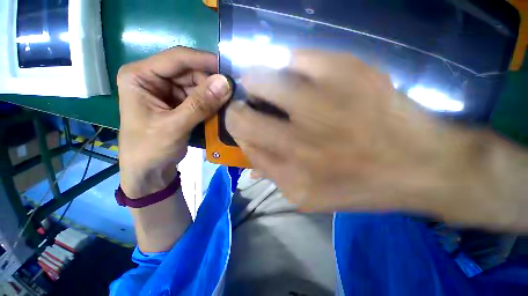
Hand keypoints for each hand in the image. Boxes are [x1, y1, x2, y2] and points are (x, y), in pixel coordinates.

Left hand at [118, 47, 231, 197]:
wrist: (149, 171)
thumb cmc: (150, 149)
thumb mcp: (175, 126)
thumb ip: (200, 104)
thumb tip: (226, 83)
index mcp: (140, 76)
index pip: (177, 58)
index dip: (204, 61)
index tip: (228, 68)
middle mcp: (153, 78)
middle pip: (189, 71)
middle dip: (211, 82)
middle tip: (232, 91)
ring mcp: (166, 91)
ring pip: (197, 84)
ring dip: (213, 93)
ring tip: (229, 101)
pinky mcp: (178, 103)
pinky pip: (199, 97)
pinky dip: (211, 102)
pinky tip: (221, 108)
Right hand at [226, 50, 470, 214]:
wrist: (422, 166)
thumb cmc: (361, 186)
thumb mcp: (308, 197)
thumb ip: (273, 174)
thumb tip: (249, 151)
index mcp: (291, 172)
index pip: (243, 142)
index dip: (237, 131)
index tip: (243, 124)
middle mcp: (299, 140)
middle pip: (242, 117)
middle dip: (237, 110)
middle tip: (248, 105)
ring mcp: (323, 103)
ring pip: (264, 78)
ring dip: (256, 81)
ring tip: (264, 84)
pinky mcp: (349, 71)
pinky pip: (300, 57)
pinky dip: (291, 64)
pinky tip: (297, 74)